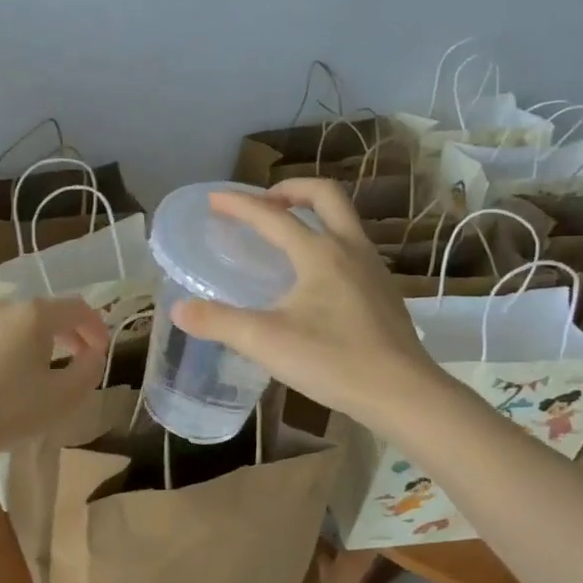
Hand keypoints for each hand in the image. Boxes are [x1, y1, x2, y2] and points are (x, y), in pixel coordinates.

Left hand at [0, 298, 109, 463]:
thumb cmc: (8, 410)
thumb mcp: (63, 397)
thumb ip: (88, 371)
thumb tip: (93, 355)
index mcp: (33, 315)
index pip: (76, 308)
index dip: (96, 327)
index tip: (102, 351)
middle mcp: (0, 309)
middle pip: (42, 314)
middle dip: (64, 334)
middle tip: (75, 360)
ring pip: (10, 327)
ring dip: (30, 344)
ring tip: (34, 374)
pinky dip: (0, 354)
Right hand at [170, 178, 439, 428]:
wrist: (403, 393)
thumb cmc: (333, 361)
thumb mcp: (265, 342)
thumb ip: (218, 322)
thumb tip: (179, 310)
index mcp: (319, 253)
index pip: (271, 215)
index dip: (239, 204)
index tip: (213, 199)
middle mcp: (350, 248)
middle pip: (324, 195)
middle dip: (290, 189)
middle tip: (264, 202)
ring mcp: (373, 268)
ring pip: (344, 220)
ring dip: (313, 214)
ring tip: (287, 235)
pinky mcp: (384, 291)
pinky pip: (353, 247)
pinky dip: (328, 242)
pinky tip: (315, 278)